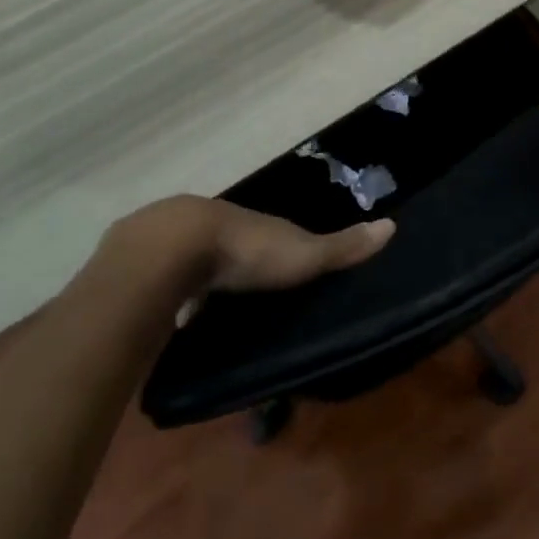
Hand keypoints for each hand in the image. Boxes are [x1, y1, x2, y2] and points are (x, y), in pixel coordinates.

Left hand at [119, 194, 394, 303]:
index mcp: (255, 224)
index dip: (285, 250)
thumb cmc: (245, 251)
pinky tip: (173, 314)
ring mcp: (180, 240)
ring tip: (211, 312)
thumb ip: (341, 247)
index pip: (275, 235)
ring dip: (203, 279)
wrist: (172, 249)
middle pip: (235, 245)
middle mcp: (219, 224)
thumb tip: (392, 225)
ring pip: (197, 260)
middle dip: (241, 266)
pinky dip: (172, 292)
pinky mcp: (146, 261)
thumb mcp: (302, 254)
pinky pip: (165, 277)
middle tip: (250, 298)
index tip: (292, 272)